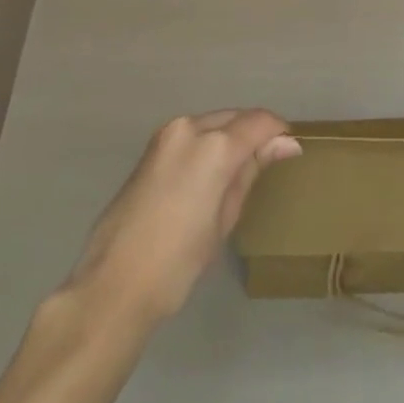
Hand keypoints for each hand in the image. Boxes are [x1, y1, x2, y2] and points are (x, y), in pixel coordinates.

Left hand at [67, 110, 300, 321]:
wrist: (113, 285)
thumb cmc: (178, 262)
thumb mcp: (224, 218)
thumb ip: (252, 171)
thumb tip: (285, 144)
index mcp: (214, 146)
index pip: (259, 122)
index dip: (278, 132)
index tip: (290, 150)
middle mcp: (191, 127)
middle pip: (235, 117)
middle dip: (254, 133)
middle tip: (268, 160)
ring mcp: (167, 134)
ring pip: (212, 122)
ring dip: (230, 136)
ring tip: (239, 170)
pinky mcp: (151, 147)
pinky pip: (191, 134)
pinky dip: (207, 144)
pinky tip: (209, 174)